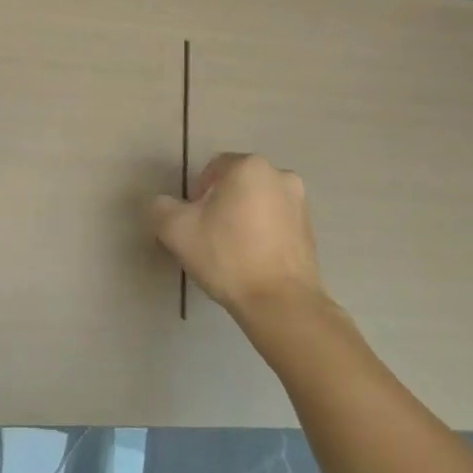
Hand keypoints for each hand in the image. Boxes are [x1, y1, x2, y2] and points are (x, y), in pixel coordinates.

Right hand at [151, 153, 324, 318]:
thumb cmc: (229, 257)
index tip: (194, 222)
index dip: (197, 194)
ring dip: (243, 217)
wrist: (283, 305)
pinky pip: (276, 223)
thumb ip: (161, 207)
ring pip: (258, 203)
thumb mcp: (177, 230)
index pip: (213, 169)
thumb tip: (163, 204)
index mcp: (249, 166)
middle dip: (221, 204)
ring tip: (232, 251)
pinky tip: (253, 261)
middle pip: (237, 184)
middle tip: (209, 235)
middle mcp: (279, 175)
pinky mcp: (311, 231)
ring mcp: (300, 204)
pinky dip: (263, 234)